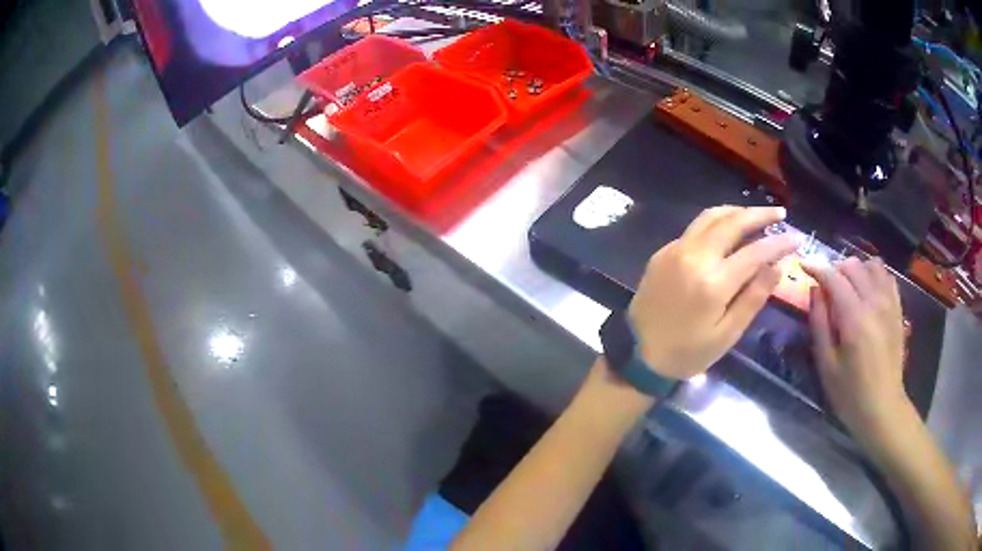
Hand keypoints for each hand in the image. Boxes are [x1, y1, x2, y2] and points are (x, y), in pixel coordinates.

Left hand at [628, 206, 797, 379]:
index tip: (797, 238)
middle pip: (732, 222)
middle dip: (759, 214)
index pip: (755, 252)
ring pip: (710, 217)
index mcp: (713, 282)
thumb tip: (777, 267)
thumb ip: (753, 298)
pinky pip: (694, 228)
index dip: (779, 242)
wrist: (639, 355)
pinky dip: (716, 223)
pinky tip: (727, 231)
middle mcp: (693, 257)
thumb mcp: (726, 335)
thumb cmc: (687, 353)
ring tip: (757, 216)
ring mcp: (675, 250)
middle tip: (780, 214)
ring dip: (736, 212)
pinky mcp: (663, 252)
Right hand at [804, 257, 911, 445]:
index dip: (817, 267)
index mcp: (855, 318)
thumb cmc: (850, 394)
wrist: (883, 408)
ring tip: (848, 288)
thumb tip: (815, 291)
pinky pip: (887, 277)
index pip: (834, 278)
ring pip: (872, 265)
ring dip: (857, 270)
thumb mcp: (826, 365)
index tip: (804, 265)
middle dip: (836, 270)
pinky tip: (868, 291)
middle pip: (853, 265)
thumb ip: (819, 324)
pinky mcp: (898, 309)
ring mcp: (889, 304)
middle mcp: (874, 302)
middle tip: (826, 288)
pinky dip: (874, 276)